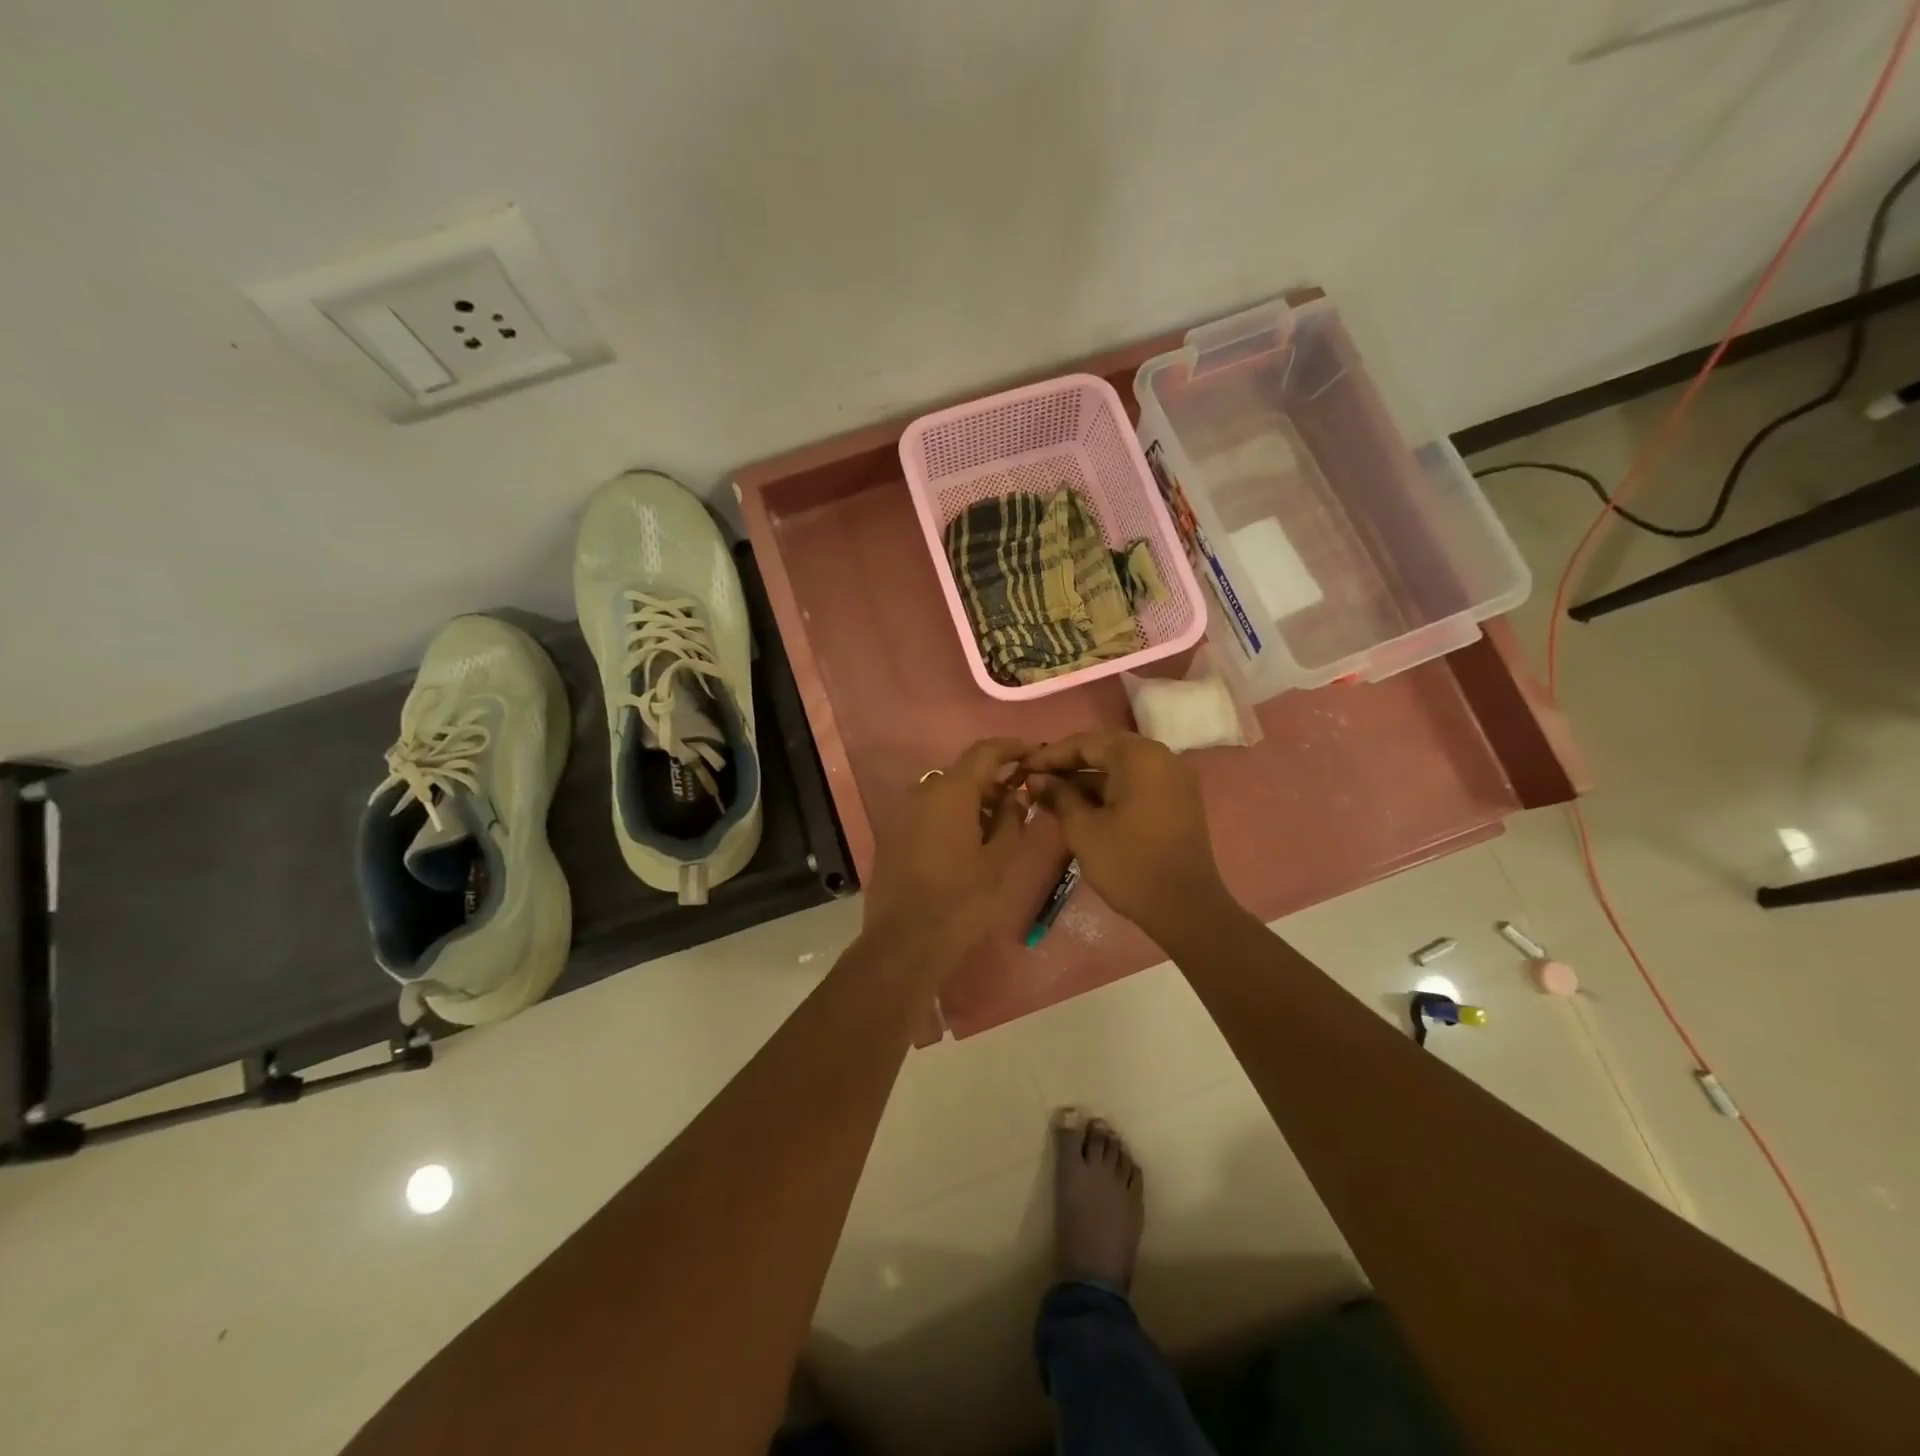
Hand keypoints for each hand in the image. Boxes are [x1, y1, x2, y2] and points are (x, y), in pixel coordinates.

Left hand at [860, 738, 1030, 970]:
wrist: (905, 941)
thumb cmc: (962, 900)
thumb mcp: (999, 861)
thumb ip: (1012, 820)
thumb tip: (1015, 795)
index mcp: (951, 791)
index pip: (985, 752)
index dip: (1012, 747)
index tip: (1034, 753)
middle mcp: (922, 792)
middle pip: (963, 773)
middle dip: (993, 780)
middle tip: (1020, 800)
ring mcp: (903, 812)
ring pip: (945, 793)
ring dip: (972, 800)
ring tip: (997, 827)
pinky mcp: (893, 834)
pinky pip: (928, 811)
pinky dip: (951, 815)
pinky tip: (968, 842)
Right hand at [1024, 731, 1232, 945]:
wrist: (1185, 908)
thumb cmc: (1128, 864)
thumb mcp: (1083, 829)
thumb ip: (1058, 796)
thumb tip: (1036, 778)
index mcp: (1139, 757)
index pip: (1086, 742)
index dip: (1051, 754)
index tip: (1024, 768)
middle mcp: (1161, 757)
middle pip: (1106, 749)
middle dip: (1070, 762)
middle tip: (1038, 777)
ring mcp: (1173, 779)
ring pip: (1122, 766)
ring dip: (1088, 777)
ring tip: (1053, 793)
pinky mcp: (1177, 800)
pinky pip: (1137, 782)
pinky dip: (1110, 788)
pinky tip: (1082, 805)